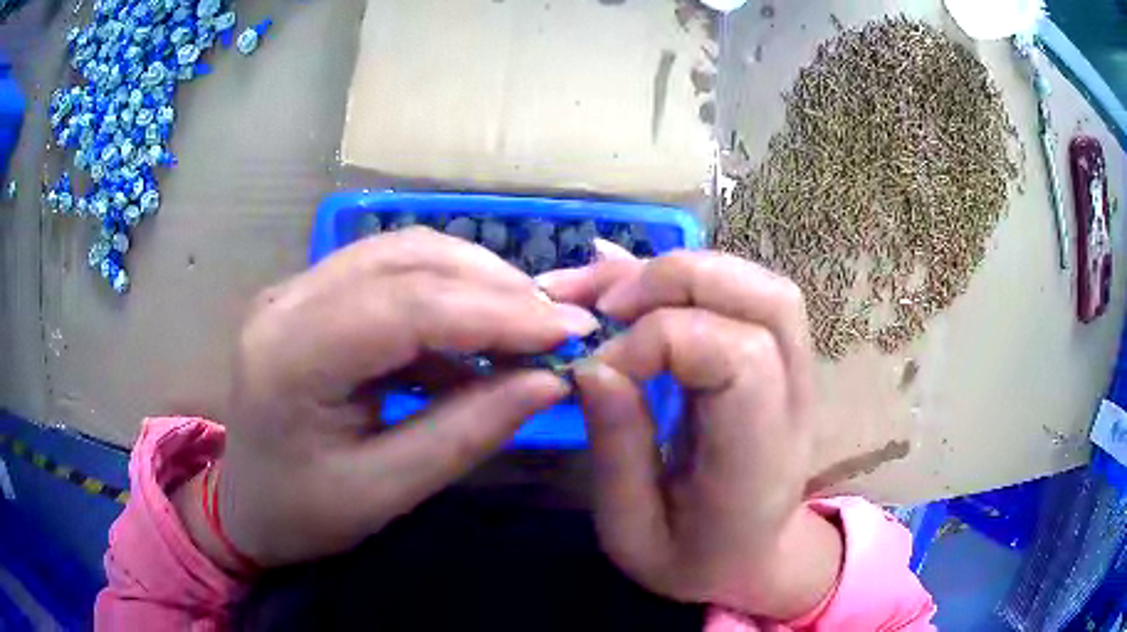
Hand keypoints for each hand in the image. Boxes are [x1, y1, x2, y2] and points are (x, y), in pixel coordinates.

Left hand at [174, 228, 598, 570]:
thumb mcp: (386, 491)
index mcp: (289, 357)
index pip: (404, 307)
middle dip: (493, 285)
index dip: (495, 312)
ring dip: (473, 280)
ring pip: (401, 253)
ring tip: (525, 323)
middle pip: (405, 260)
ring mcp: (294, 289)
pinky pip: (389, 272)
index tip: (569, 330)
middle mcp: (286, 301)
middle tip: (555, 323)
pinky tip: (475, 333)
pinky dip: (444, 294)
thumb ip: (467, 432)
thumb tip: (549, 382)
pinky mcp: (311, 294)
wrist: (246, 505)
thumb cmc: (304, 514)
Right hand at [538, 251, 841, 619]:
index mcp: (760, 457)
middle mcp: (792, 402)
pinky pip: (745, 295)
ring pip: (761, 285)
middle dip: (679, 280)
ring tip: (616, 294)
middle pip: (766, 300)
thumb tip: (591, 364)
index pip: (740, 356)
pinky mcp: (777, 361)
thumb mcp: (633, 531)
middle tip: (607, 304)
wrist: (754, 560)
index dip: (662, 340)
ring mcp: (795, 375)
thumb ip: (617, 450)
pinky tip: (632, 280)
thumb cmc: (693, 559)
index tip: (600, 367)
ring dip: (684, 271)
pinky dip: (687, 278)